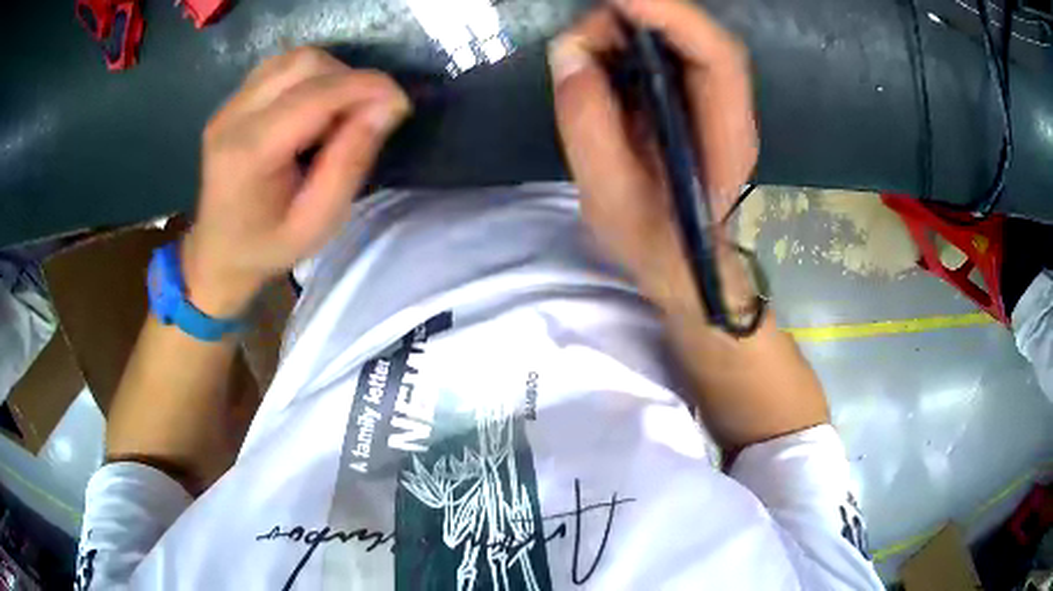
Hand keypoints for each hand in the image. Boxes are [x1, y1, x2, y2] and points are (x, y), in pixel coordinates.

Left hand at [182, 47, 410, 316]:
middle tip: (365, 116)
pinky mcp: (231, 102)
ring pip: (294, 59)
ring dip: (331, 76)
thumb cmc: (267, 248)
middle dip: (349, 80)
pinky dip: (310, 77)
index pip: (316, 94)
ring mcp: (228, 106)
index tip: (400, 104)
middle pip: (305, 64)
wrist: (218, 253)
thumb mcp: (317, 223)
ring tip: (340, 113)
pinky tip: (315, 107)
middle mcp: (233, 117)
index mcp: (250, 152)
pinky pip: (280, 67)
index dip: (366, 87)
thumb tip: (386, 107)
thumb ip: (350, 163)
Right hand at [549, 0, 757, 317]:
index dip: (670, 15)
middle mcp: (730, 109)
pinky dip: (631, 44)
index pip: (715, 55)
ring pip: (682, 39)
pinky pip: (668, 53)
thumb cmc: (653, 242)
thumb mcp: (609, 196)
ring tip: (586, 50)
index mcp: (726, 136)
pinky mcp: (694, 98)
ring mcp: (715, 101)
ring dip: (631, 29)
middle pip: (698, 36)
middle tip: (583, 36)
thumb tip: (569, 53)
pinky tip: (601, 60)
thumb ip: (588, 124)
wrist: (681, 262)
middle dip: (640, 18)